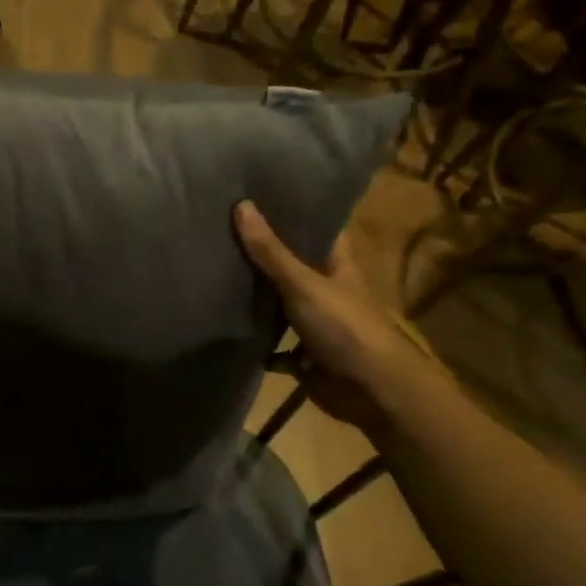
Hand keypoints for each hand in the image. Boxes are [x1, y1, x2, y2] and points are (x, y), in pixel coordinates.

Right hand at [234, 200, 435, 429]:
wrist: (371, 391)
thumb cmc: (344, 327)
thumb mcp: (303, 284)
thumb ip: (270, 251)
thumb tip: (240, 204)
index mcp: (337, 265)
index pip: (317, 228)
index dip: (294, 210)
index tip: (259, 194)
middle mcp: (327, 290)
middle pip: (293, 265)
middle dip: (264, 253)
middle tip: (222, 230)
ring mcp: (316, 324)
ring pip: (281, 305)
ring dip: (256, 298)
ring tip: (215, 272)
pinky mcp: (305, 356)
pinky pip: (274, 346)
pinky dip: (257, 342)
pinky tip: (227, 330)